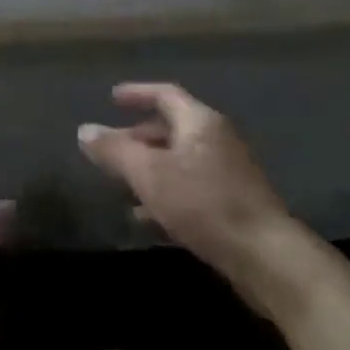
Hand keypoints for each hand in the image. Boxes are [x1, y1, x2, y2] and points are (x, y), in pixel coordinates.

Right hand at [79, 83, 331, 319]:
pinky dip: (166, 194)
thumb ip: (114, 151)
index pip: (166, 95)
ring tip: (121, 186)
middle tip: (111, 149)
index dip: (138, 94)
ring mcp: (228, 173)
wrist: (265, 256)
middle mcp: (217, 140)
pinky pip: (191, 188)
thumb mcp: (148, 174)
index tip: (112, 98)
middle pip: (172, 129)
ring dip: (150, 170)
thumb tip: (84, 130)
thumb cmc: (203, 203)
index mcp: (200, 123)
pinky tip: (146, 219)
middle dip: (138, 137)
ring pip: (180, 162)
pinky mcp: (233, 204)